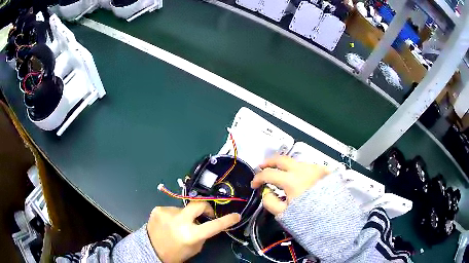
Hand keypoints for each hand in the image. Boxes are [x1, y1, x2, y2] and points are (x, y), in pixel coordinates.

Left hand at [147, 202, 239, 262]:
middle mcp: (179, 221)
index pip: (214, 225)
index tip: (236, 215)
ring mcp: (167, 213)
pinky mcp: (158, 209)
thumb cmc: (176, 252)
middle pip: (199, 204)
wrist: (151, 250)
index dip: (227, 220)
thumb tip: (206, 222)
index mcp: (190, 234)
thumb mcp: (194, 247)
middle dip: (206, 207)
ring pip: (183, 209)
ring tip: (177, 225)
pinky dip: (173, 215)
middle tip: (206, 214)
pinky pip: (171, 209)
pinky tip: (168, 224)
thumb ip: (202, 234)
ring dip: (185, 215)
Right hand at [251, 155, 328, 215]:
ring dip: (285, 166)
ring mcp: (314, 168)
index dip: (257, 178)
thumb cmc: (308, 218)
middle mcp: (303, 169)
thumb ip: (270, 202)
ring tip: (280, 175)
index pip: (268, 174)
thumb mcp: (284, 214)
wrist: (334, 219)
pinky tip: (298, 179)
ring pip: (295, 162)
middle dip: (269, 162)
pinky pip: (307, 167)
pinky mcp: (323, 171)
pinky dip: (298, 170)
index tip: (254, 185)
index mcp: (292, 180)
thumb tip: (266, 192)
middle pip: (281, 159)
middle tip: (261, 167)